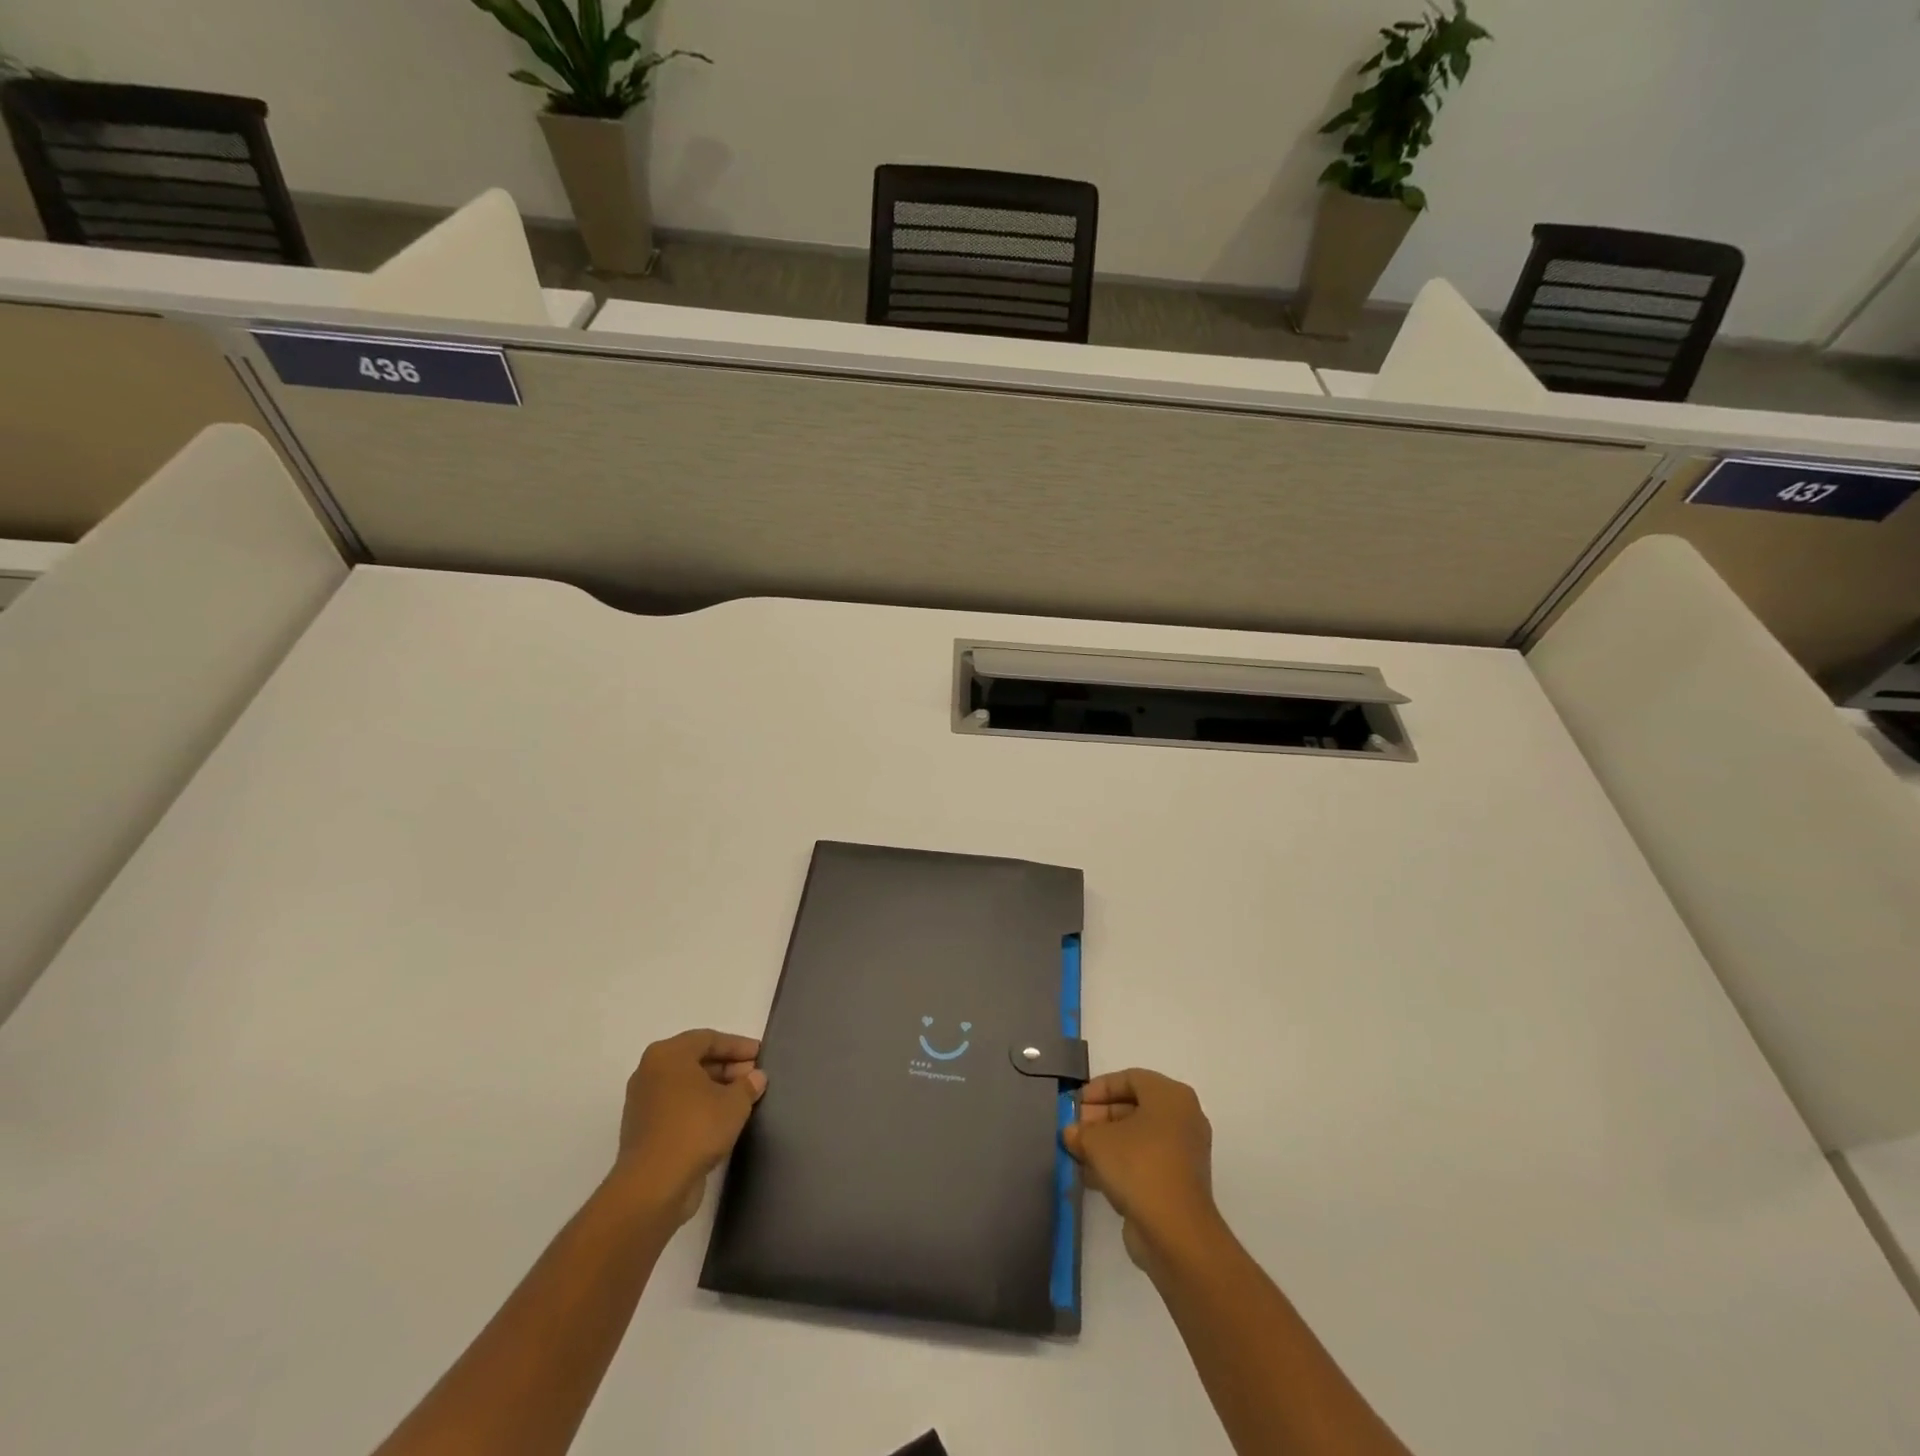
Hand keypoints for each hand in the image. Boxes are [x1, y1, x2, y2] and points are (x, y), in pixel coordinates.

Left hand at [612, 1029, 766, 1225]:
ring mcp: (643, 1102)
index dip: (737, 1046)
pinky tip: (721, 1120)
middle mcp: (650, 1072)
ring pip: (685, 1085)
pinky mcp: (643, 1130)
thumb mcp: (734, 1104)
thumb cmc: (695, 1129)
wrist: (652, 1186)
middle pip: (695, 1060)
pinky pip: (677, 1107)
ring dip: (715, 1088)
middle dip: (727, 1067)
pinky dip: (699, 1107)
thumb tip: (756, 1077)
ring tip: (742, 1099)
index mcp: (667, 1055)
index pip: (708, 1039)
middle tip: (753, 1077)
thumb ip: (748, 1085)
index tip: (760, 1054)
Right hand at [1064, 1068, 1217, 1270]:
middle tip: (1075, 1129)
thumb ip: (1080, 1131)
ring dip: (1107, 1142)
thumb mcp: (1097, 1141)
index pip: (1130, 1078)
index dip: (1099, 1089)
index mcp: (1171, 1096)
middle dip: (1100, 1117)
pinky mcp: (1179, 1182)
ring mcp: (1184, 1152)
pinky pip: (1145, 1161)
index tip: (1076, 1104)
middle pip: (1134, 1107)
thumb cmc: (1138, 1166)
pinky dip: (1121, 1163)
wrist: (1175, 1232)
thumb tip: (1071, 1133)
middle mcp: (1183, 1118)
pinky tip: (1092, 1176)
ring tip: (1078, 1153)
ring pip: (1139, 1136)